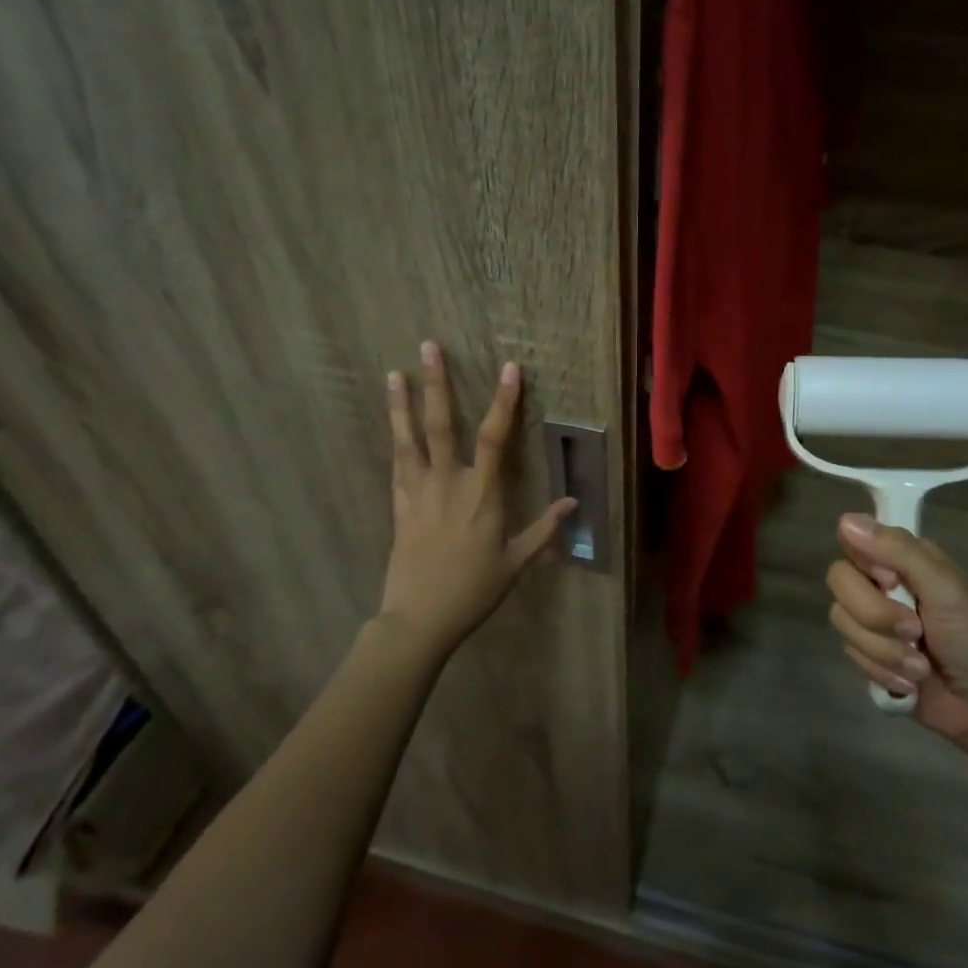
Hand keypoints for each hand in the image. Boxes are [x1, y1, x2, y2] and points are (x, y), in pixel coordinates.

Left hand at [377, 341, 574, 656]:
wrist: (419, 619)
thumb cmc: (473, 590)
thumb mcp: (515, 563)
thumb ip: (544, 530)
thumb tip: (573, 502)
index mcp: (482, 495)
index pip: (496, 438)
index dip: (504, 401)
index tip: (510, 368)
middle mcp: (448, 484)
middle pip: (441, 425)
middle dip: (437, 384)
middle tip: (428, 347)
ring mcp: (418, 493)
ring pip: (409, 440)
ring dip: (403, 404)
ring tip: (395, 373)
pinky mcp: (399, 506)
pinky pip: (397, 466)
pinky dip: (396, 441)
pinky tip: (393, 424)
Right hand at [825, 514, 967, 744]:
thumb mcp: (945, 589)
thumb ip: (898, 551)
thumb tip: (845, 519)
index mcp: (903, 559)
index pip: (853, 540)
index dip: (865, 564)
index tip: (892, 583)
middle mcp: (883, 584)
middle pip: (840, 581)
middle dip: (875, 616)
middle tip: (915, 631)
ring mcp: (874, 622)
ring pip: (842, 621)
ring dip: (884, 651)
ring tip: (920, 667)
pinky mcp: (870, 656)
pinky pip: (850, 655)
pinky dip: (882, 672)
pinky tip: (910, 684)